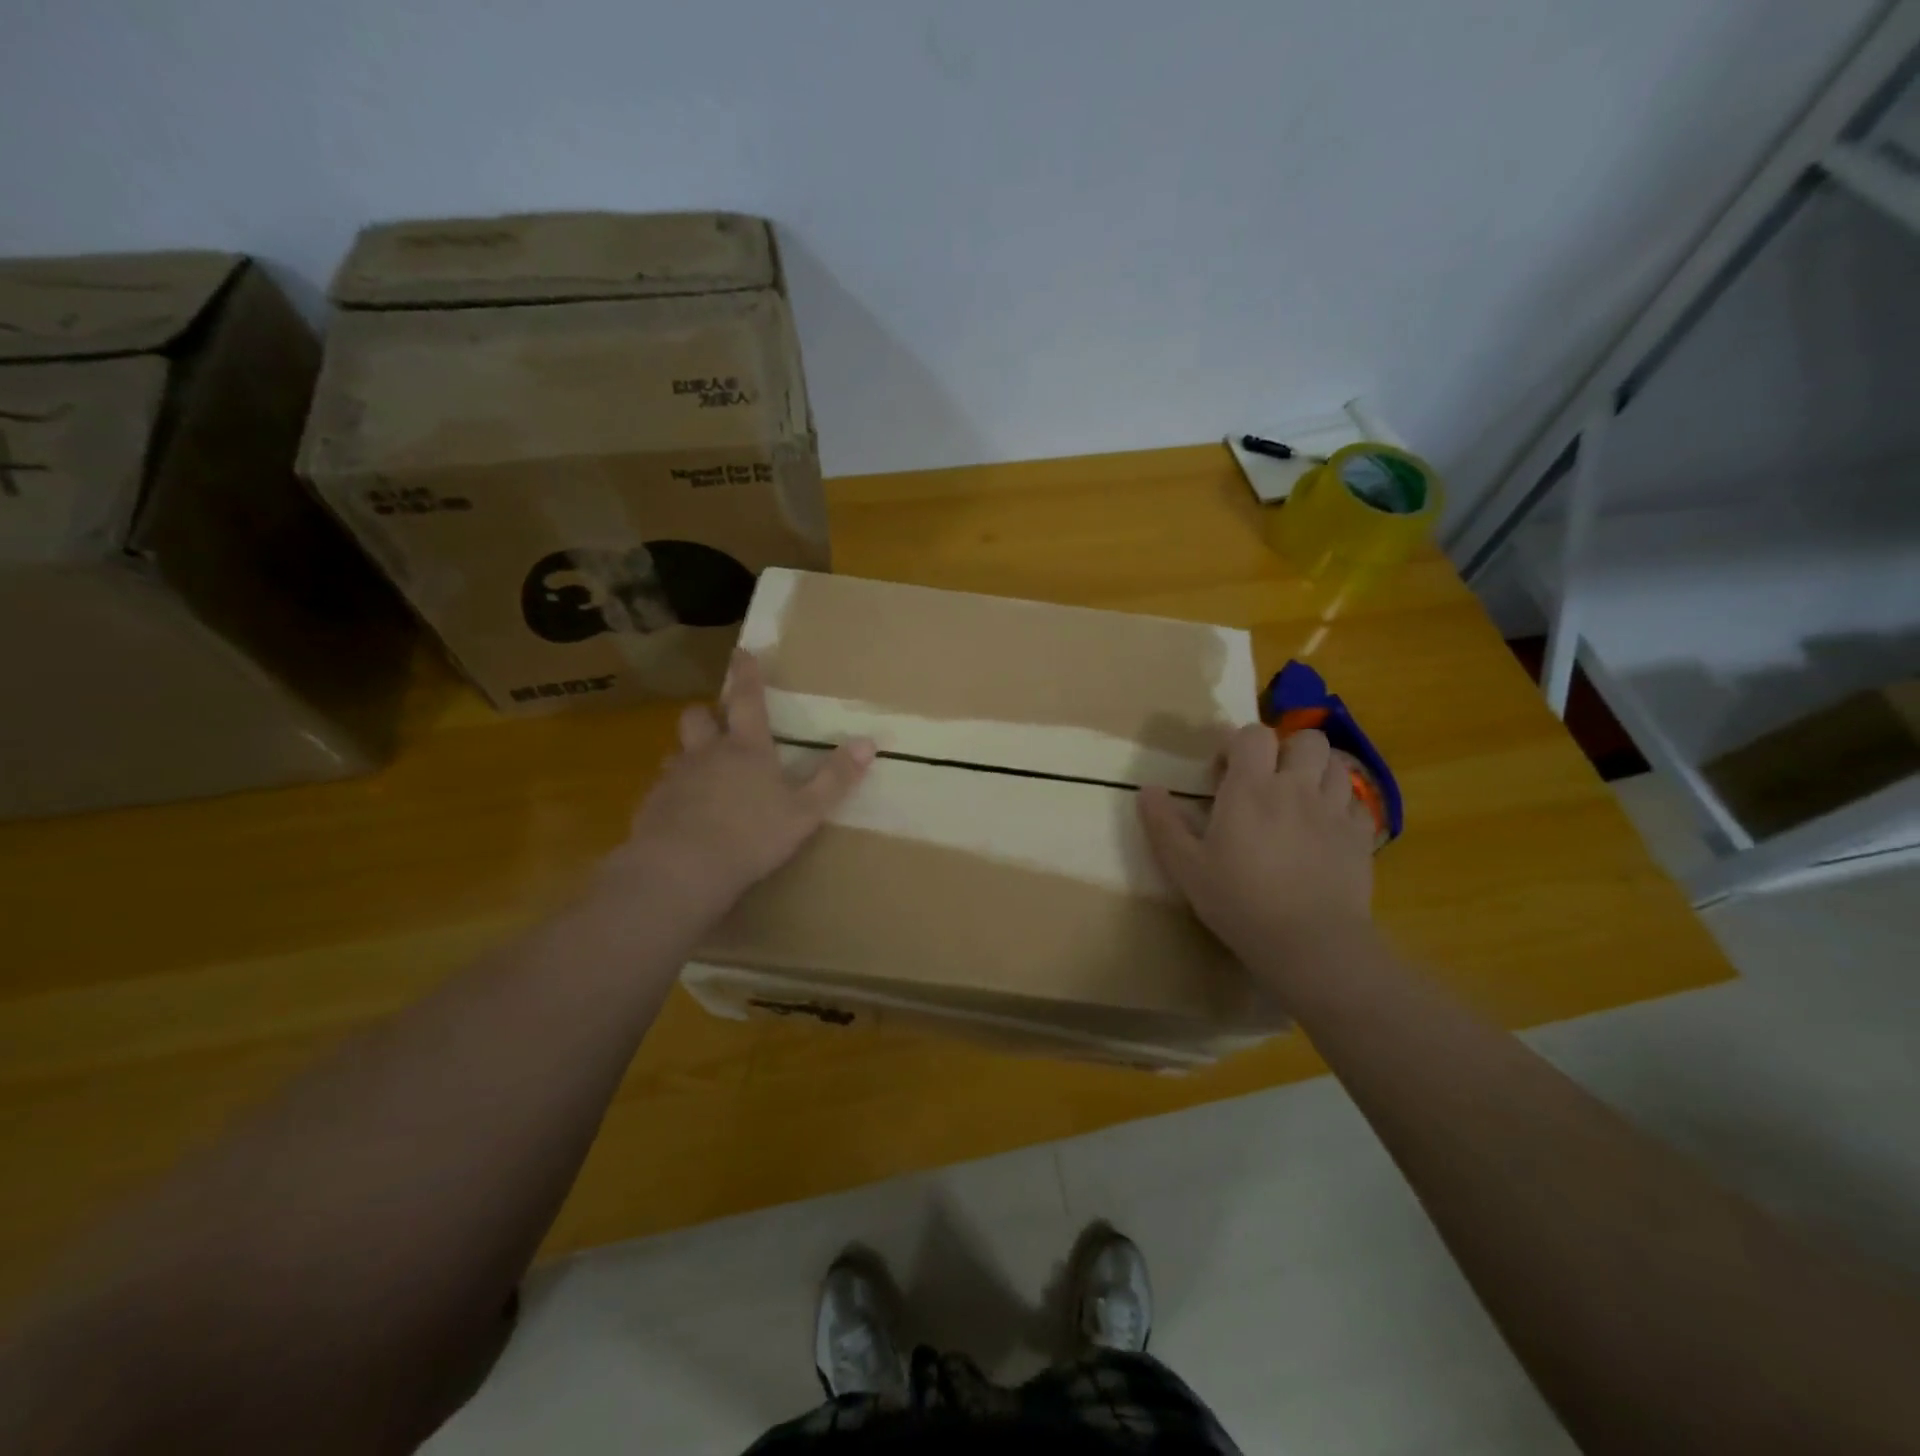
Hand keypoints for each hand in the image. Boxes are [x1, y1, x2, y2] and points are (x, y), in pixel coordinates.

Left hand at [603, 650, 874, 915]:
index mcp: (746, 749)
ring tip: (703, 773)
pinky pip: (664, 788)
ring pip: (679, 753)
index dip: (747, 675)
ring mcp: (675, 779)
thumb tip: (868, 742)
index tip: (742, 652)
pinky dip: (676, 793)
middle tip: (718, 720)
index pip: (748, 700)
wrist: (680, 870)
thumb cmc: (751, 836)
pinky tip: (685, 815)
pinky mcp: (652, 806)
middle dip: (708, 713)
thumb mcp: (805, 811)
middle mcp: (707, 754)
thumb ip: (835, 778)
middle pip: (698, 717)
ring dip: (691, 755)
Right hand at [1138, 725, 1375, 977]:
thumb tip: (1146, 790)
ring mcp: (1334, 810)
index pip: (1252, 735)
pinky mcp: (1361, 836)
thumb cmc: (1239, 901)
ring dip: (1317, 773)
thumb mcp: (1186, 868)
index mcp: (1250, 788)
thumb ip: (1164, 825)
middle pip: (1305, 740)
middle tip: (1268, 781)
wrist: (1310, 942)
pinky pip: (1358, 802)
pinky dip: (1342, 806)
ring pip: (1336, 765)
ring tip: (1299, 800)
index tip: (1224, 774)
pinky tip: (1326, 828)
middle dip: (1286, 750)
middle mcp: (1296, 787)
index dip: (1237, 744)